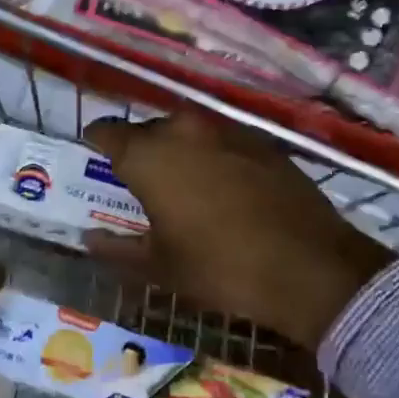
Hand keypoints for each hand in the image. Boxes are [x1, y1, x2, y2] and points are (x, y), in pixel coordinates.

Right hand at [84, 113, 392, 351]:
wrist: (310, 267)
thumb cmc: (220, 267)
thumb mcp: (160, 266)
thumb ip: (117, 249)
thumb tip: (88, 239)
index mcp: (148, 155)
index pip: (108, 132)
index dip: (97, 142)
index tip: (94, 153)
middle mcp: (183, 130)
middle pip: (148, 129)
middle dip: (139, 149)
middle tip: (140, 181)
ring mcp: (226, 131)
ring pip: (186, 132)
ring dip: (177, 151)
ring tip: (181, 183)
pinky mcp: (261, 141)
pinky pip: (220, 140)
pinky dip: (212, 156)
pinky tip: (222, 186)